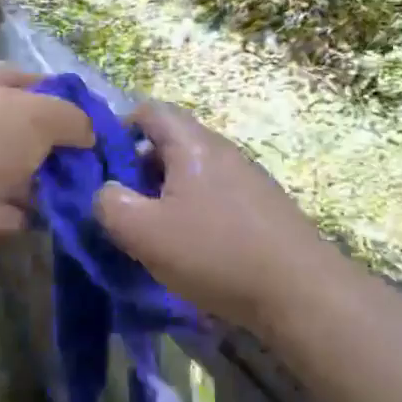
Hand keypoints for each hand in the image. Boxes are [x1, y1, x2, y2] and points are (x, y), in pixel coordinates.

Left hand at [0, 63, 93, 265]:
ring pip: (17, 174)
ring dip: (46, 188)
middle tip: (98, 172)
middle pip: (28, 132)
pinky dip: (21, 216)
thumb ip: (73, 118)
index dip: (69, 101)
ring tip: (86, 202)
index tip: (100, 128)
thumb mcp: (39, 114)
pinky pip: (0, 209)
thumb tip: (90, 133)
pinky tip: (50, 224)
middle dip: (61, 152)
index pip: (35, 82)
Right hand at [92, 101, 339, 328]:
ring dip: (166, 196)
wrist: (301, 289)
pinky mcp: (263, 206)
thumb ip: (110, 205)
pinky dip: (194, 213)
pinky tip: (193, 250)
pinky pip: (216, 196)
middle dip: (139, 171)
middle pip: (170, 143)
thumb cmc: (215, 252)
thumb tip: (105, 192)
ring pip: (193, 173)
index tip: (101, 167)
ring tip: (154, 234)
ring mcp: (247, 177)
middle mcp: (222, 150)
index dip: (117, 130)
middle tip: (123, 208)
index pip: (149, 111)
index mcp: (192, 143)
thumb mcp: (145, 232)